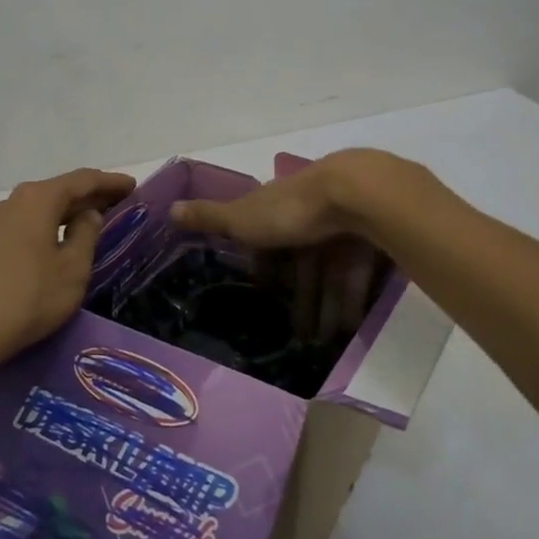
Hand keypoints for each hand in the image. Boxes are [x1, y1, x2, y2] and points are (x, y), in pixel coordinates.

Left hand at [0, 167, 136, 373]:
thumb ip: (87, 235)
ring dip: (71, 212)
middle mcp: (16, 202)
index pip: (83, 180)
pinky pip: (31, 225)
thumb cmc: (27, 298)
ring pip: (44, 209)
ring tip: (98, 221)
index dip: (111, 182)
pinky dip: (53, 226)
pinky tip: (63, 242)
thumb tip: (89, 215)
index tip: (134, 187)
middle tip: (122, 203)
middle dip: (92, 195)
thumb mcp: (72, 269)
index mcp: (39, 199)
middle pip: (61, 190)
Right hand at [171, 150, 401, 342]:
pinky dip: (349, 302)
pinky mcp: (368, 240)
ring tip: (320, 343)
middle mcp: (310, 215)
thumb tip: (169, 208)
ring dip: (324, 307)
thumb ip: (209, 217)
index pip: (270, 240)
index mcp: (278, 207)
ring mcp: (341, 227)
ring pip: (330, 273)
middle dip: (299, 298)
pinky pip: (355, 276)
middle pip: (302, 262)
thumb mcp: (242, 217)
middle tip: (297, 334)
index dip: (266, 267)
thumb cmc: (290, 209)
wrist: (354, 195)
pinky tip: (345, 329)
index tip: (263, 294)